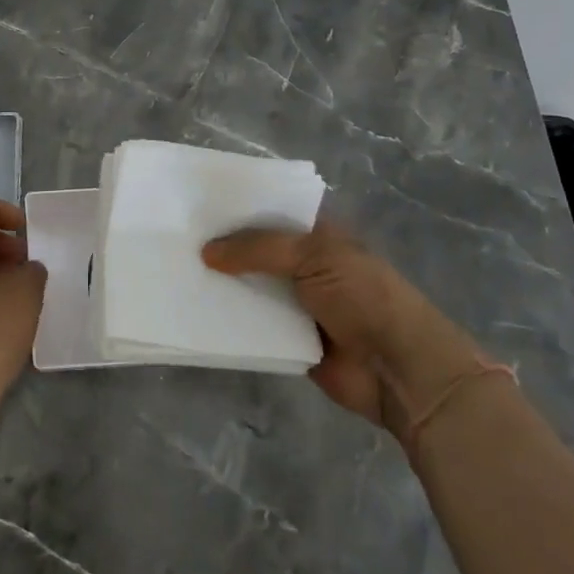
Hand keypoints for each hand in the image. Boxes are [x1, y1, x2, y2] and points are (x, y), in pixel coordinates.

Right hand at [202, 223, 485, 435]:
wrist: (399, 369)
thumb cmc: (363, 297)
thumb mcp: (314, 256)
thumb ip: (258, 248)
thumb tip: (207, 251)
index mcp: (319, 235)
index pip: (273, 212)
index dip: (239, 208)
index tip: (196, 205)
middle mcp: (306, 265)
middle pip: (256, 251)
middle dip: (223, 247)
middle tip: (174, 239)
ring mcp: (297, 303)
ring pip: (251, 288)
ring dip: (223, 285)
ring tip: (173, 273)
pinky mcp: (289, 339)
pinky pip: (252, 326)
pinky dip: (230, 321)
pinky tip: (195, 312)